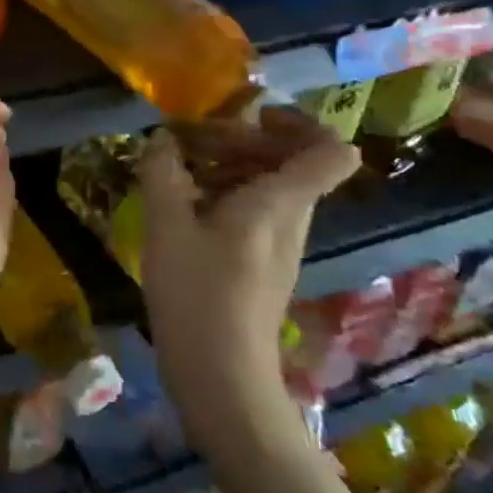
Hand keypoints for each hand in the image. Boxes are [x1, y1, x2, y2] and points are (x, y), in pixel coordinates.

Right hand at [138, 110, 359, 404]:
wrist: (220, 375)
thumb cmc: (196, 293)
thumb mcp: (166, 225)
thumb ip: (163, 173)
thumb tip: (162, 139)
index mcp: (279, 202)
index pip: (329, 151)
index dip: (300, 123)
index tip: (251, 116)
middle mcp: (291, 219)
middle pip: (292, 162)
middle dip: (244, 140)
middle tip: (191, 140)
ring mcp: (281, 246)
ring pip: (272, 187)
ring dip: (230, 167)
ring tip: (178, 170)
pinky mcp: (263, 266)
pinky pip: (258, 213)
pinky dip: (226, 197)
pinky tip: (183, 208)